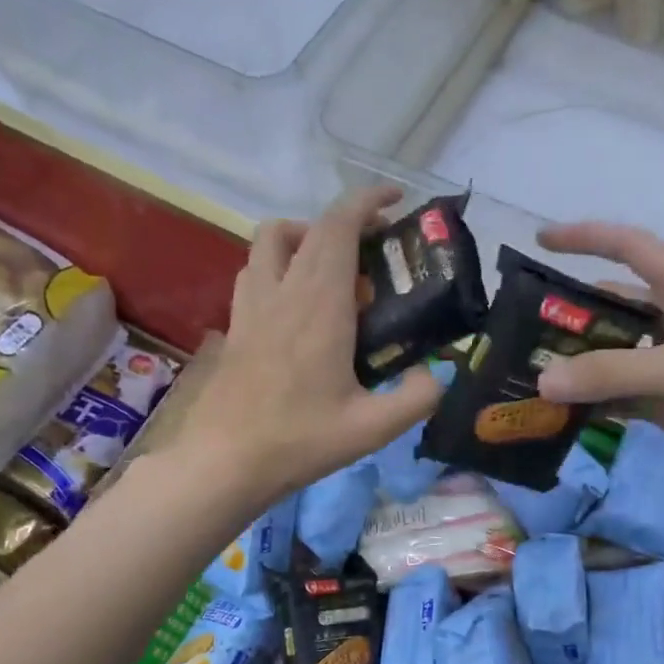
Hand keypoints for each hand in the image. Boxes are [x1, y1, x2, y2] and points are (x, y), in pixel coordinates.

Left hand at [178, 187, 444, 505]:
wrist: (225, 462)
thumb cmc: (300, 441)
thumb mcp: (373, 429)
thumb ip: (417, 398)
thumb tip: (438, 375)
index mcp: (319, 305)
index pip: (339, 226)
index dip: (368, 202)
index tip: (395, 201)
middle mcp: (282, 292)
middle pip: (309, 227)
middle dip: (347, 222)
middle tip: (377, 250)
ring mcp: (251, 306)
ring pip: (271, 241)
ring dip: (305, 237)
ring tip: (333, 272)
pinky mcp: (235, 326)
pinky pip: (255, 272)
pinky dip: (279, 266)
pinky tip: (296, 306)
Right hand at [532, 222, 663, 493]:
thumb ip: (613, 373)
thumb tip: (543, 380)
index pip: (631, 248)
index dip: (588, 238)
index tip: (542, 239)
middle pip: (613, 309)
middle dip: (570, 317)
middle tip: (520, 333)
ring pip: (614, 358)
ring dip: (578, 367)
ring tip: (528, 376)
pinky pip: (622, 397)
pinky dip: (593, 403)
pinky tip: (560, 412)